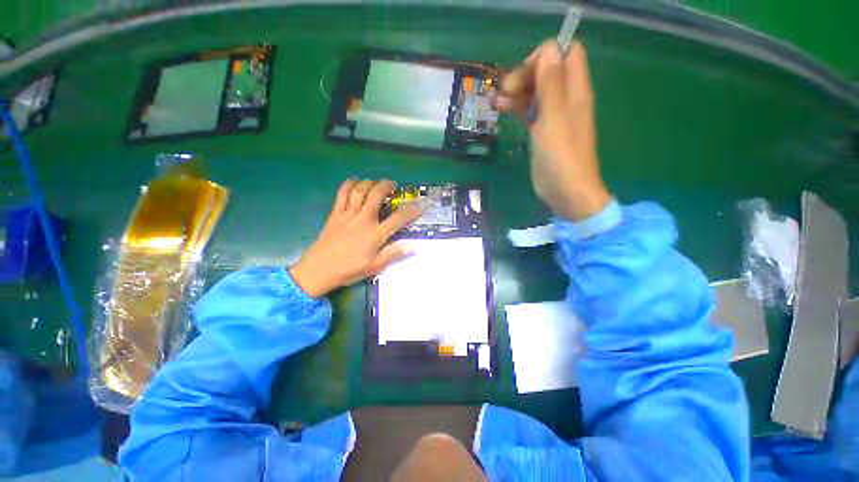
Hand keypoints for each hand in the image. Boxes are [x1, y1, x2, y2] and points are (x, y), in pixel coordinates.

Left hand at [290, 179, 420, 297]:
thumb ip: (393, 254)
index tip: (418, 205)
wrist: (318, 269)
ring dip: (371, 183)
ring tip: (377, 183)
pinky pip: (342, 193)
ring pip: (360, 190)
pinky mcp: (335, 213)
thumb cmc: (349, 270)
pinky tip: (356, 182)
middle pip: (377, 195)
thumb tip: (413, 247)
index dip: (410, 211)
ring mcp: (348, 214)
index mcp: (375, 235)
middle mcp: (363, 220)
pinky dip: (350, 184)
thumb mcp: (374, 267)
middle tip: (393, 185)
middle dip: (387, 186)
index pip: (397, 218)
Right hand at [496, 40, 610, 220]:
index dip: (545, 56)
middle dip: (525, 75)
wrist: (565, 191)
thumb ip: (551, 84)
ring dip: (517, 92)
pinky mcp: (543, 132)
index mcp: (575, 90)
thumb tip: (548, 49)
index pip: (566, 54)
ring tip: (496, 101)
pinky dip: (517, 108)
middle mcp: (566, 99)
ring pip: (536, 92)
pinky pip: (530, 111)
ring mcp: (554, 116)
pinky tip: (501, 110)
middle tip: (505, 91)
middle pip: (547, 71)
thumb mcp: (554, 117)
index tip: (525, 74)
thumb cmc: (561, 155)